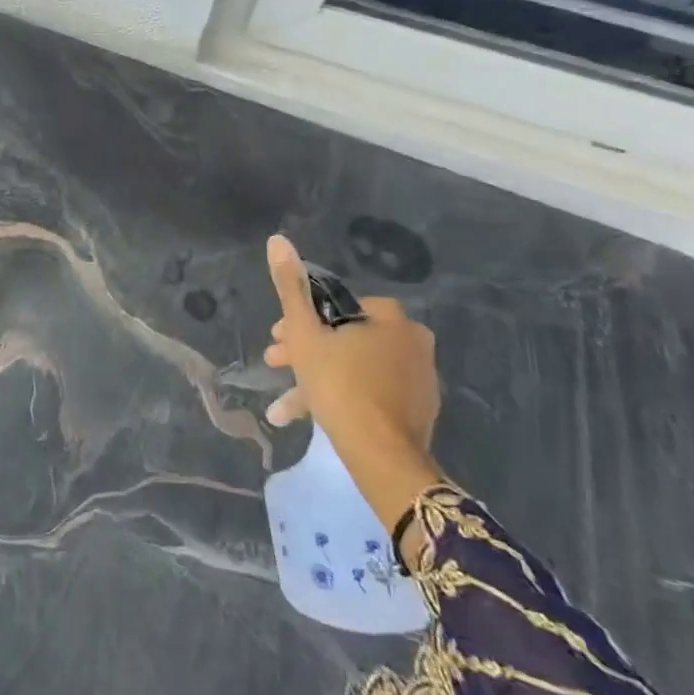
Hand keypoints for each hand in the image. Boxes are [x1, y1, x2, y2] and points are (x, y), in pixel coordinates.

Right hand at [261, 233, 438, 449]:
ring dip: (316, 380)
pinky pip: (371, 393)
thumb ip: (290, 287)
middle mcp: (412, 340)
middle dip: (305, 352)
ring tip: (283, 408)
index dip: (300, 321)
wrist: (381, 455)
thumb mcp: (304, 333)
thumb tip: (277, 239)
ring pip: (354, 368)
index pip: (335, 306)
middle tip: (275, 366)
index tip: (277, 339)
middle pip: (344, 338)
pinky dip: (341, 399)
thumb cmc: (339, 384)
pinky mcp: (417, 410)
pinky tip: (311, 418)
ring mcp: (419, 378)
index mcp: (390, 316)